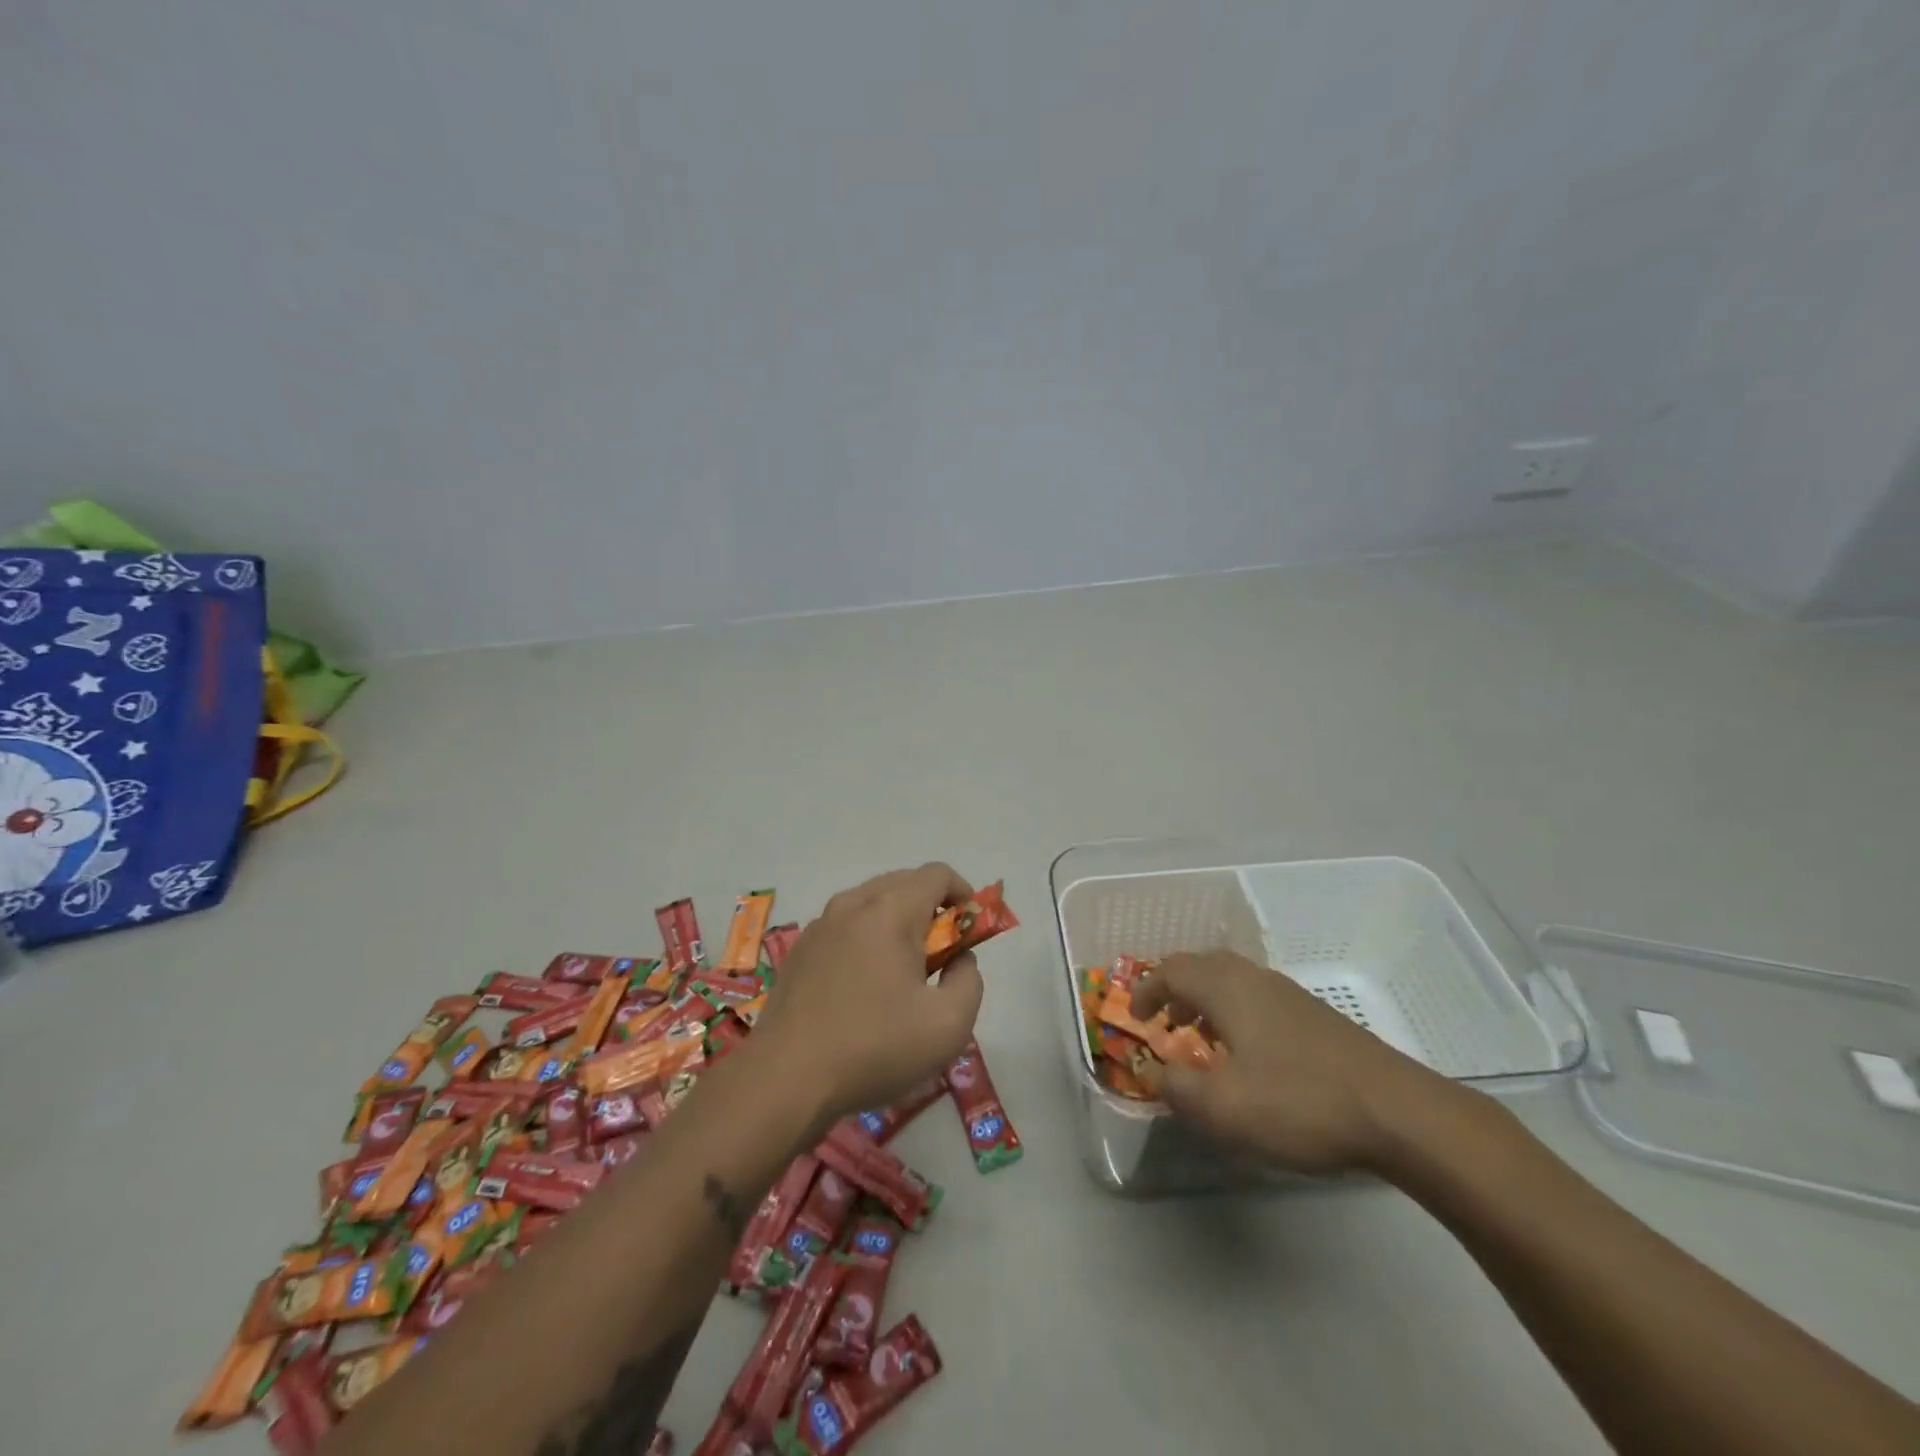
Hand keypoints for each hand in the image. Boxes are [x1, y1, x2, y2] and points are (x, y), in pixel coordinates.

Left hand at [753, 864, 983, 1123]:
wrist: (784, 1080)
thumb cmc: (874, 1048)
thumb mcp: (948, 1025)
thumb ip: (969, 981)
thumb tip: (960, 959)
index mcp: (890, 911)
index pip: (937, 874)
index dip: (963, 894)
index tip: (971, 931)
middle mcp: (853, 904)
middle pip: (904, 883)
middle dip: (932, 909)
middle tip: (942, 956)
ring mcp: (821, 925)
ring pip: (872, 903)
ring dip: (898, 924)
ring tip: (904, 973)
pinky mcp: (800, 949)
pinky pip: (846, 926)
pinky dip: (867, 939)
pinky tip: (864, 987)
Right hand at [1131, 951, 1450, 1174]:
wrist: (1398, 1113)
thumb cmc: (1299, 1102)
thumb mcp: (1223, 1108)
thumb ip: (1177, 1088)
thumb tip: (1158, 1073)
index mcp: (1226, 988)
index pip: (1171, 970)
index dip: (1146, 989)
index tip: (1135, 1017)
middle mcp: (1255, 979)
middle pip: (1203, 966)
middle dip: (1177, 989)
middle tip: (1167, 1021)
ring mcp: (1290, 995)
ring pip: (1234, 981)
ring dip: (1208, 1002)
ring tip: (1204, 1039)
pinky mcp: (1317, 1017)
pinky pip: (1259, 999)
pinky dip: (1237, 1013)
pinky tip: (1252, 1056)